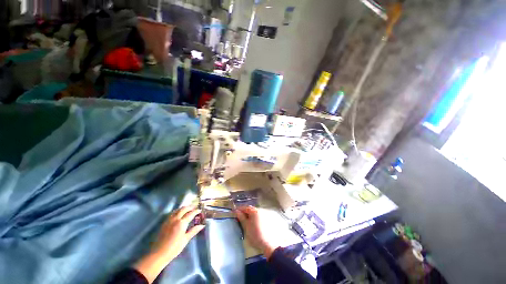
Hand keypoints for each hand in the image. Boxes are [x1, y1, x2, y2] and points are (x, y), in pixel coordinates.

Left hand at [135, 206, 204, 282]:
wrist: (159, 253)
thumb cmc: (174, 248)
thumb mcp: (185, 240)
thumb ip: (194, 231)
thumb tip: (202, 225)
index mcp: (182, 223)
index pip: (191, 213)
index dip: (196, 211)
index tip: (200, 210)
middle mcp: (175, 219)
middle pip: (184, 209)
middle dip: (190, 207)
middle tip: (195, 207)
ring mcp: (169, 220)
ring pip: (177, 210)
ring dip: (183, 208)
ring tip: (188, 209)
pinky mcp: (164, 222)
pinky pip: (172, 213)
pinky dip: (177, 211)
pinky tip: (178, 214)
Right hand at [234, 206, 277, 258]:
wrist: (269, 244)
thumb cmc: (255, 235)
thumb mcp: (246, 226)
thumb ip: (241, 217)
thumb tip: (236, 211)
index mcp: (254, 211)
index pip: (245, 207)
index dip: (239, 209)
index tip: (234, 212)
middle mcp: (260, 210)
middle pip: (251, 209)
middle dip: (245, 212)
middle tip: (239, 217)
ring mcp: (265, 214)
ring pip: (255, 213)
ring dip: (250, 215)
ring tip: (246, 221)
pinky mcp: (268, 219)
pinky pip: (259, 216)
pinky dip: (255, 218)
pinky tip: (253, 224)